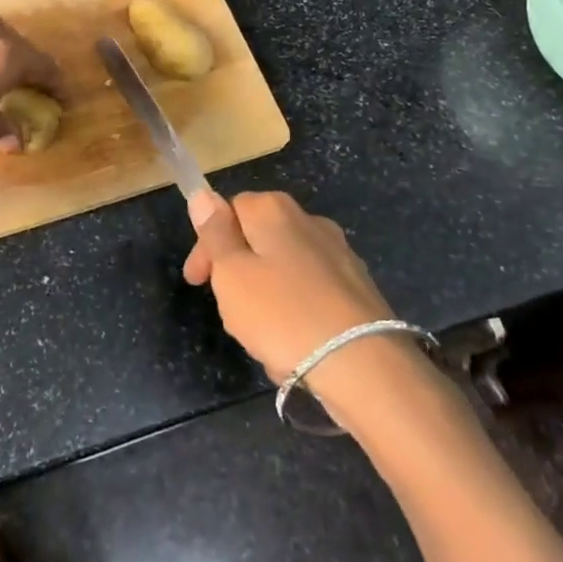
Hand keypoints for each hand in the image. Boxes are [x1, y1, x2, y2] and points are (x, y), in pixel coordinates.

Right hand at [182, 191, 394, 379]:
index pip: (227, 210)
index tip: (197, 282)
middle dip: (237, 272)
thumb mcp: (231, 273)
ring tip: (261, 338)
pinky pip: (312, 295)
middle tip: (228, 311)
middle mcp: (309, 221)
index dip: (207, 245)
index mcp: (273, 210)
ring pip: (284, 270)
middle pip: (257, 240)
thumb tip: (202, 194)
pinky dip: (296, 314)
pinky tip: (294, 347)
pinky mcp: (359, 289)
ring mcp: (339, 254)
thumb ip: (215, 233)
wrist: (365, 367)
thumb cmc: (282, 314)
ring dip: (265, 298)